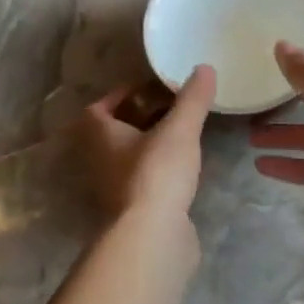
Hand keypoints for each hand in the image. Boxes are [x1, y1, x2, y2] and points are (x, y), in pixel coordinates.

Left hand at [80, 66, 215, 220]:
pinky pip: (143, 181)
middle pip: (113, 133)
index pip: (98, 108)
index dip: (120, 96)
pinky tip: (182, 170)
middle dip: (138, 119)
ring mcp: (114, 189)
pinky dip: (158, 171)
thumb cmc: (156, 174)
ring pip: (127, 158)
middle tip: (169, 109)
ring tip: (180, 136)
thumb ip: (192, 100)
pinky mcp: (132, 211)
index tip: (148, 89)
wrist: (151, 235)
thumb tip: (205, 67)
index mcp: (100, 136)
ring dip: (148, 146)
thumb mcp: (179, 130)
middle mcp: (99, 161)